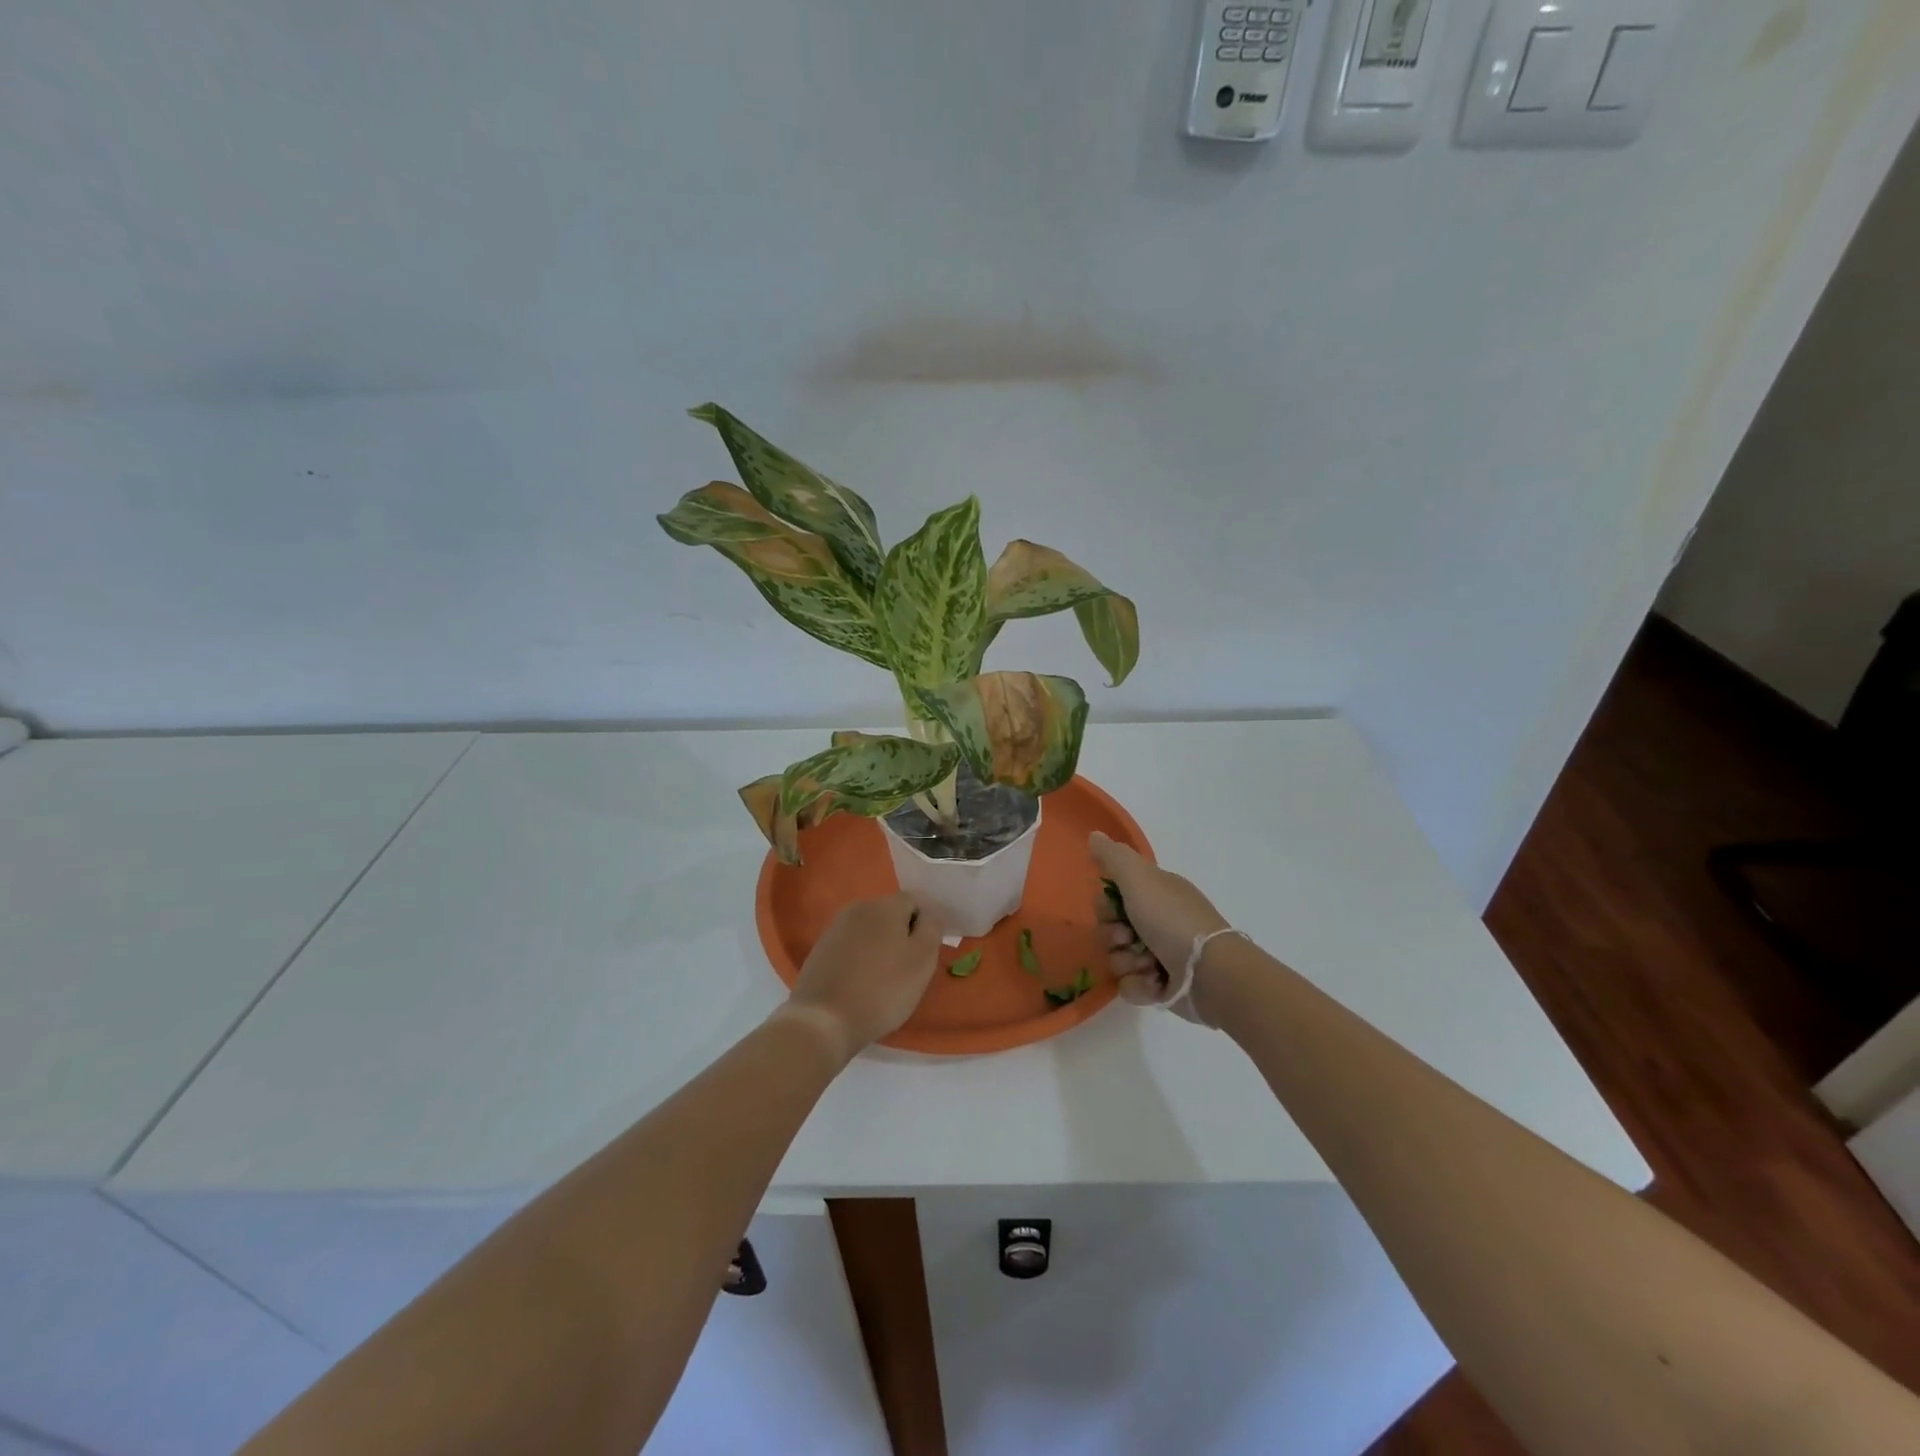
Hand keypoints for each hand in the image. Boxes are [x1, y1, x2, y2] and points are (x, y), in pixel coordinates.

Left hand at [782, 893, 943, 1061]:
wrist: (824, 1020)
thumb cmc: (883, 989)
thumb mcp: (922, 959)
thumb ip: (932, 927)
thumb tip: (931, 912)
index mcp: (885, 905)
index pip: (917, 900)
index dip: (929, 920)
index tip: (933, 947)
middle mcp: (858, 908)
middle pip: (892, 912)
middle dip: (905, 932)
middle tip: (913, 965)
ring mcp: (835, 928)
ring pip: (871, 929)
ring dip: (883, 944)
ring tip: (888, 976)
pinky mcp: (821, 949)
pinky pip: (852, 945)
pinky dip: (863, 956)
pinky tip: (864, 981)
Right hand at [1090, 831, 1231, 1021]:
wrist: (1210, 973)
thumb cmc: (1172, 920)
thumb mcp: (1140, 878)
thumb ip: (1113, 857)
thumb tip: (1094, 835)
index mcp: (1154, 894)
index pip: (1111, 899)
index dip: (1105, 908)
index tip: (1115, 911)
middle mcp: (1157, 922)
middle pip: (1110, 930)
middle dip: (1114, 938)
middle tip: (1129, 939)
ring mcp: (1160, 956)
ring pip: (1117, 960)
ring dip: (1127, 963)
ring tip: (1149, 965)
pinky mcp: (1161, 987)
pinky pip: (1130, 986)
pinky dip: (1139, 986)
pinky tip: (1155, 983)